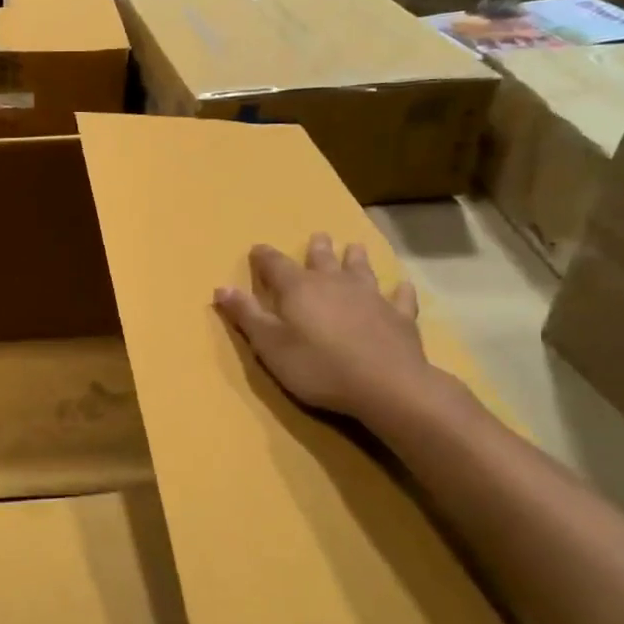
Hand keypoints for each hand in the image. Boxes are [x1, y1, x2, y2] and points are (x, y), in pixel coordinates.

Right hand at [214, 234, 437, 431]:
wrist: (386, 385)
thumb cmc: (317, 366)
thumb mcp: (270, 345)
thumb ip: (247, 315)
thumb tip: (221, 287)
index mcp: (298, 288)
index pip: (275, 264)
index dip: (264, 257)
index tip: (257, 249)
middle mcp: (333, 283)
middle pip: (322, 259)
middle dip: (316, 248)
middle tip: (318, 237)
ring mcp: (370, 297)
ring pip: (361, 269)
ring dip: (356, 258)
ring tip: (355, 247)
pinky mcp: (399, 316)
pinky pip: (399, 297)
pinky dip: (398, 290)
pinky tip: (401, 286)